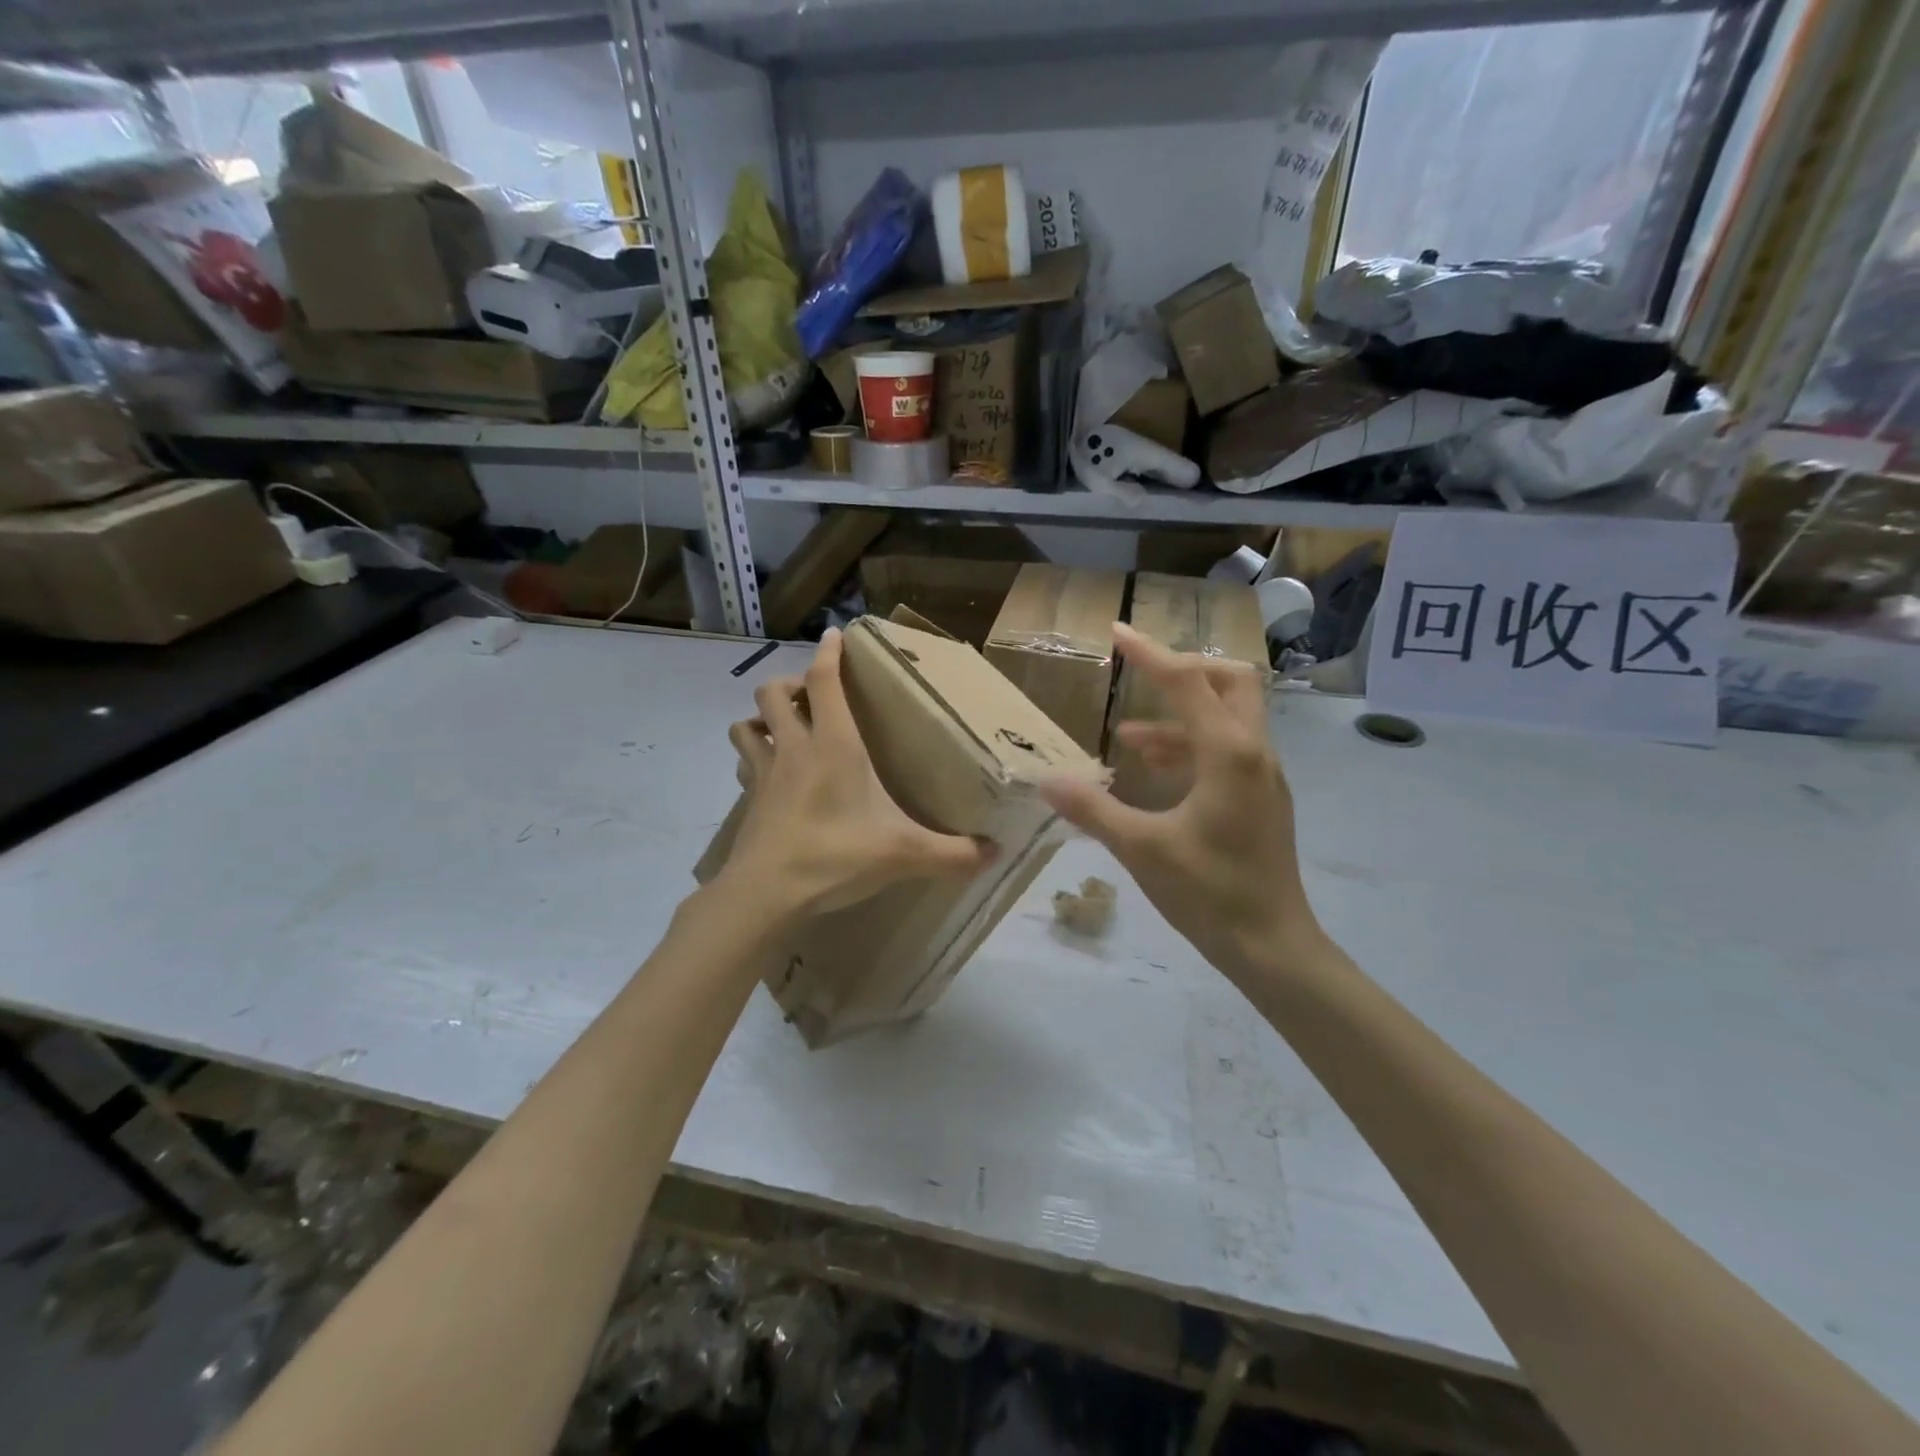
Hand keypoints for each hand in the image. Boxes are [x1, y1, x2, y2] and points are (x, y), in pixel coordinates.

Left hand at [719, 628, 995, 918]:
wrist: (768, 893)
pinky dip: (753, 758)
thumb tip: (997, 853)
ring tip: (783, 730)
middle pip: (772, 692)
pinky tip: (769, 775)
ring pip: (747, 724)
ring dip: (761, 718)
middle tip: (811, 700)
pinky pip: (745, 764)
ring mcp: (764, 773)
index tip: (834, 634)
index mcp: (833, 744)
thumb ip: (954, 853)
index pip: (823, 682)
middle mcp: (794, 748)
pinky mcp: (749, 800)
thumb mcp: (905, 854)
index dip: (828, 654)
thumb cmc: (837, 856)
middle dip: (789, 685)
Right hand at [1041, 624, 1324, 980]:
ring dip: (1181, 716)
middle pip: (1230, 682)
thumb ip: (1093, 809)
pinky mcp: (1261, 800)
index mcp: (1229, 754)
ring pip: (1230, 718)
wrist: (1272, 946)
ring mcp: (1263, 777)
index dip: (1148, 654)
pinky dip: (1190, 747)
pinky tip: (1155, 772)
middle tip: (1142, 677)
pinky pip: (1227, 751)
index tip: (1116, 631)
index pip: (1187, 682)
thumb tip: (1046, 779)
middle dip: (1186, 671)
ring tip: (1127, 737)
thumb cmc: (1209, 893)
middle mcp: (1254, 753)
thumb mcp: (1141, 848)